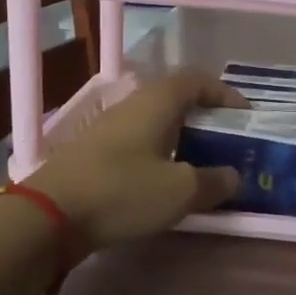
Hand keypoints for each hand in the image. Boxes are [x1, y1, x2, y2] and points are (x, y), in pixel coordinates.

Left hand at [26, 71, 248, 250]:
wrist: (49, 214)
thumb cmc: (123, 191)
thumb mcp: (180, 191)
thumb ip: (214, 182)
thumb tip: (233, 176)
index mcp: (157, 101)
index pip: (198, 80)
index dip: (226, 93)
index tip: (245, 116)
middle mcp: (133, 105)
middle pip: (177, 99)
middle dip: (206, 118)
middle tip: (227, 143)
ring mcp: (109, 128)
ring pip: (156, 123)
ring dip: (182, 138)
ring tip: (202, 165)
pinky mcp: (95, 153)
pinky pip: (139, 143)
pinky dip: (160, 155)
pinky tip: (165, 183)